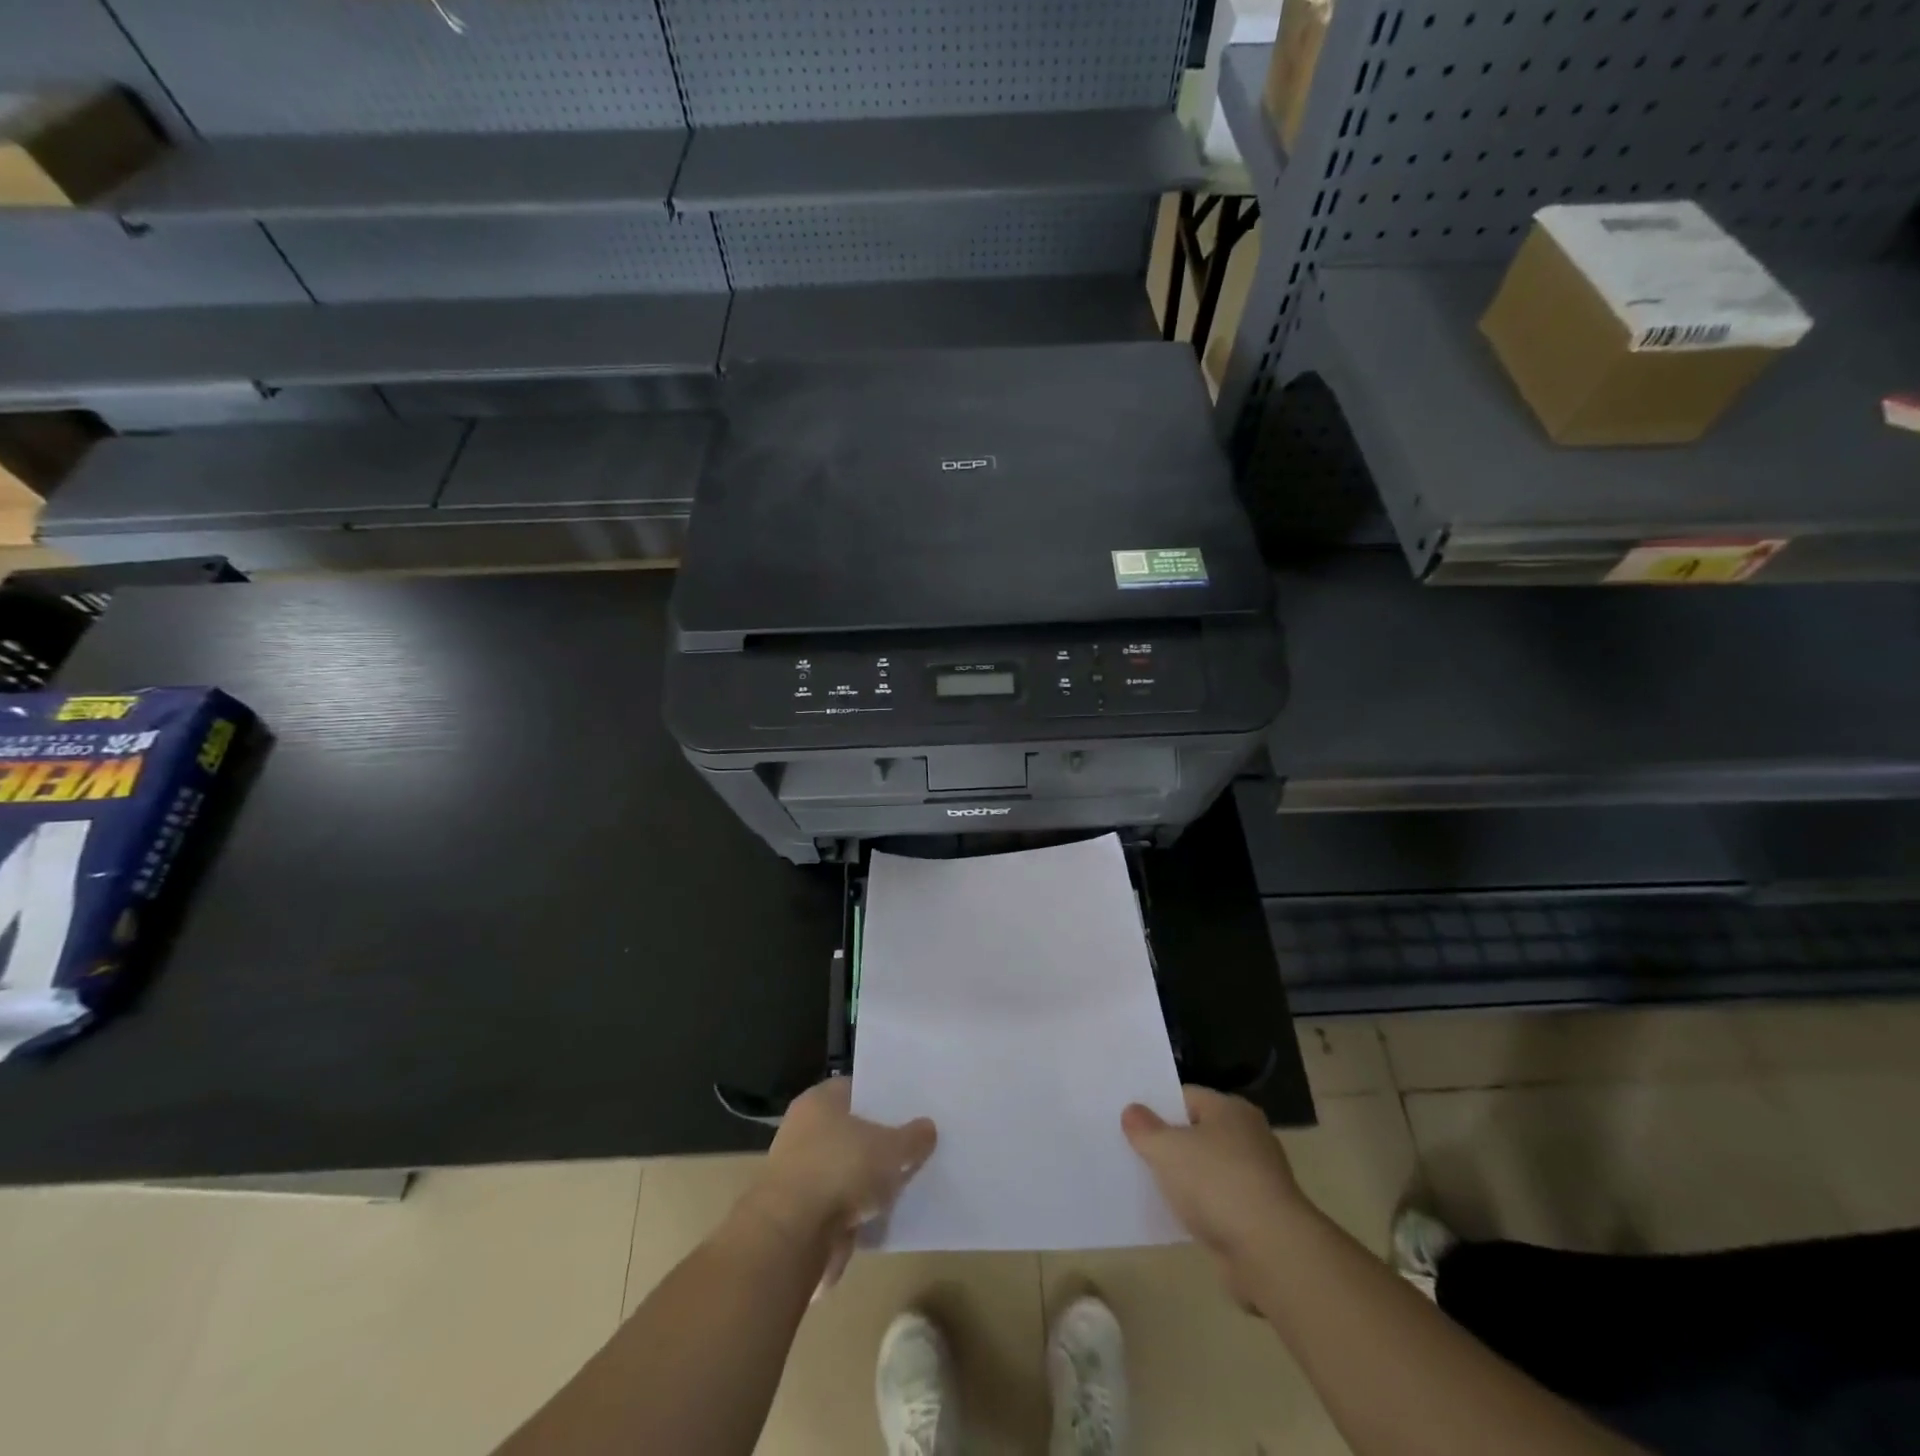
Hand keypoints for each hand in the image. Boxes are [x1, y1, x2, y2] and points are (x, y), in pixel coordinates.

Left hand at [742, 1079, 936, 1288]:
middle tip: (913, 1143)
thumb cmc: (840, 1171)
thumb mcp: (891, 1149)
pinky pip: (839, 1202)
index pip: (856, 1088)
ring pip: (845, 1168)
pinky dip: (857, 1208)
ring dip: (867, 1178)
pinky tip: (885, 1212)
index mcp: (819, 1101)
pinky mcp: (801, 1213)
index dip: (883, 1097)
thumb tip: (928, 1128)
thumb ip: (912, 1138)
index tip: (910, 1106)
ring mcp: (800, 1172)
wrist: (792, 1237)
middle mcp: (804, 1130)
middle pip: (850, 1129)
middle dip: (878, 1140)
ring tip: (904, 1180)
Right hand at [1123, 1086, 1306, 1267]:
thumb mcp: (1166, 1149)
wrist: (1271, 1253)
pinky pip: (1218, 1202)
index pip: (1185, 1096)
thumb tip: (1131, 1111)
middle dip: (1169, 1143)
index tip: (1130, 1122)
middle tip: (1134, 1151)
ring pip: (1207, 1169)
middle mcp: (1249, 1137)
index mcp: (1231, 1110)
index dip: (1156, 1107)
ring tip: (1149, 1185)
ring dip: (1184, 1179)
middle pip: (1197, 1132)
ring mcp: (1257, 1178)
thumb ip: (1144, 1128)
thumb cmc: (1216, 1184)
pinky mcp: (1259, 1216)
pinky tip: (1177, 1216)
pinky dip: (1200, 1207)